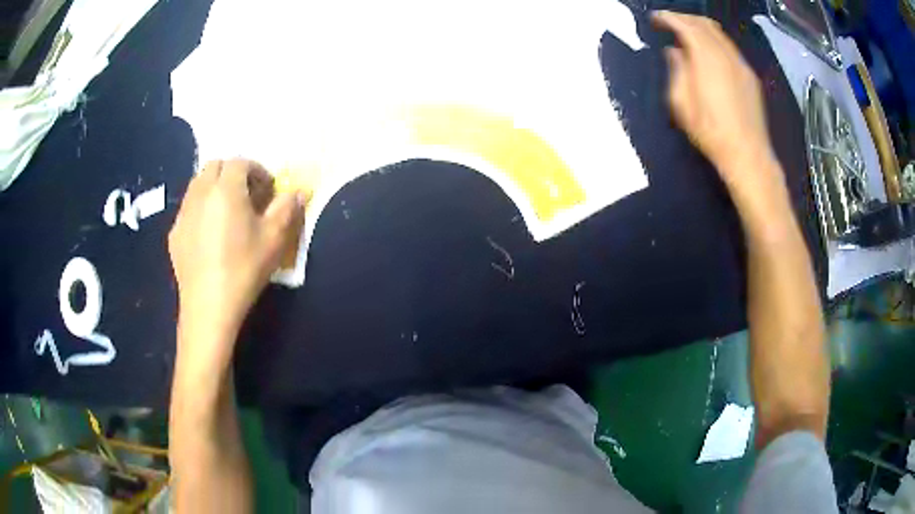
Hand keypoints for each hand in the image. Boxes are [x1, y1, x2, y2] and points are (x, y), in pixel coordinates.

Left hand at [168, 159, 304, 357]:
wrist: (209, 307)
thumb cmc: (244, 269)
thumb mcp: (274, 239)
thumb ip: (287, 208)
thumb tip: (297, 192)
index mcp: (226, 188)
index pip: (241, 162)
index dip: (257, 171)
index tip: (267, 189)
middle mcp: (201, 193)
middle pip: (215, 166)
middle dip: (233, 173)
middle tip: (247, 196)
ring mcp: (184, 213)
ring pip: (198, 184)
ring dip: (214, 188)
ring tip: (227, 213)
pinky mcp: (174, 234)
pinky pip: (188, 209)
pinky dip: (201, 209)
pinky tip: (209, 235)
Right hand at [653, 11, 778, 192]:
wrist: (747, 154)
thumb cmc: (710, 131)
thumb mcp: (681, 103)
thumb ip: (676, 70)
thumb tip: (674, 51)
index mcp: (706, 57)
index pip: (684, 25)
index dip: (668, 18)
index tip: (655, 19)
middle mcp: (725, 54)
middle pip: (704, 23)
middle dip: (684, 18)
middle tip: (669, 23)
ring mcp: (741, 64)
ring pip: (719, 34)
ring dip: (700, 28)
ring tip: (687, 35)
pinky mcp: (749, 76)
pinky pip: (729, 48)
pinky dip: (714, 41)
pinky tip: (708, 53)